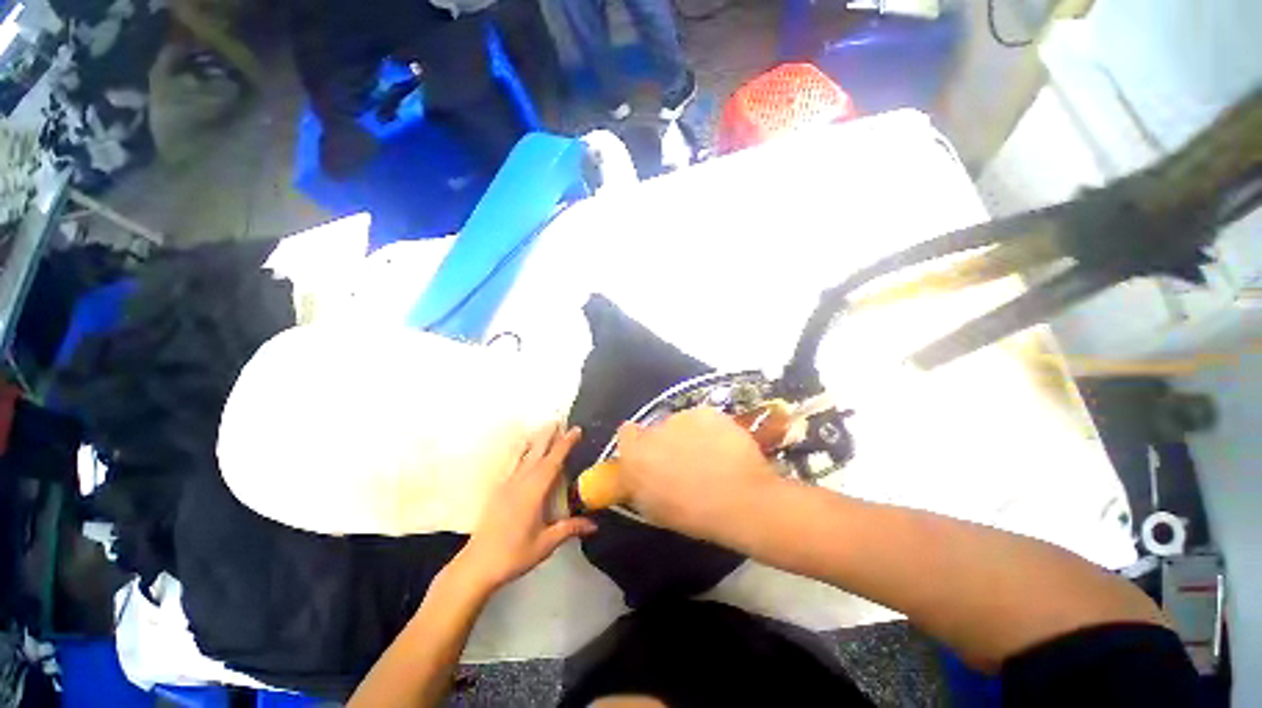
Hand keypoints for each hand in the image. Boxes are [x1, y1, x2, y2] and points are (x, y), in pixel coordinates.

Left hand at [453, 425, 596, 592]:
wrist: (476, 565)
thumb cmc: (514, 554)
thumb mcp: (546, 544)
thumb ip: (570, 529)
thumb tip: (594, 525)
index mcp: (534, 491)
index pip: (553, 461)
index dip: (565, 444)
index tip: (576, 430)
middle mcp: (520, 482)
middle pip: (537, 452)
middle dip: (549, 435)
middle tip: (560, 421)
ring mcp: (507, 484)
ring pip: (524, 455)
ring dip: (536, 441)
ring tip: (545, 430)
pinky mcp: (499, 491)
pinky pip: (514, 464)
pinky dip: (523, 453)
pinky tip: (525, 454)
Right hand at [615, 407, 780, 540]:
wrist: (741, 500)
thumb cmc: (695, 516)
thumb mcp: (655, 509)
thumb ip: (639, 484)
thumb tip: (636, 473)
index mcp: (636, 455)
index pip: (625, 434)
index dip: (636, 443)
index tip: (648, 456)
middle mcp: (654, 430)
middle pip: (654, 429)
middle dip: (665, 442)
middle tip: (683, 462)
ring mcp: (682, 418)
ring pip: (680, 423)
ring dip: (687, 435)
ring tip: (709, 457)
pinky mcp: (706, 412)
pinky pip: (701, 419)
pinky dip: (709, 430)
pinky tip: (723, 448)